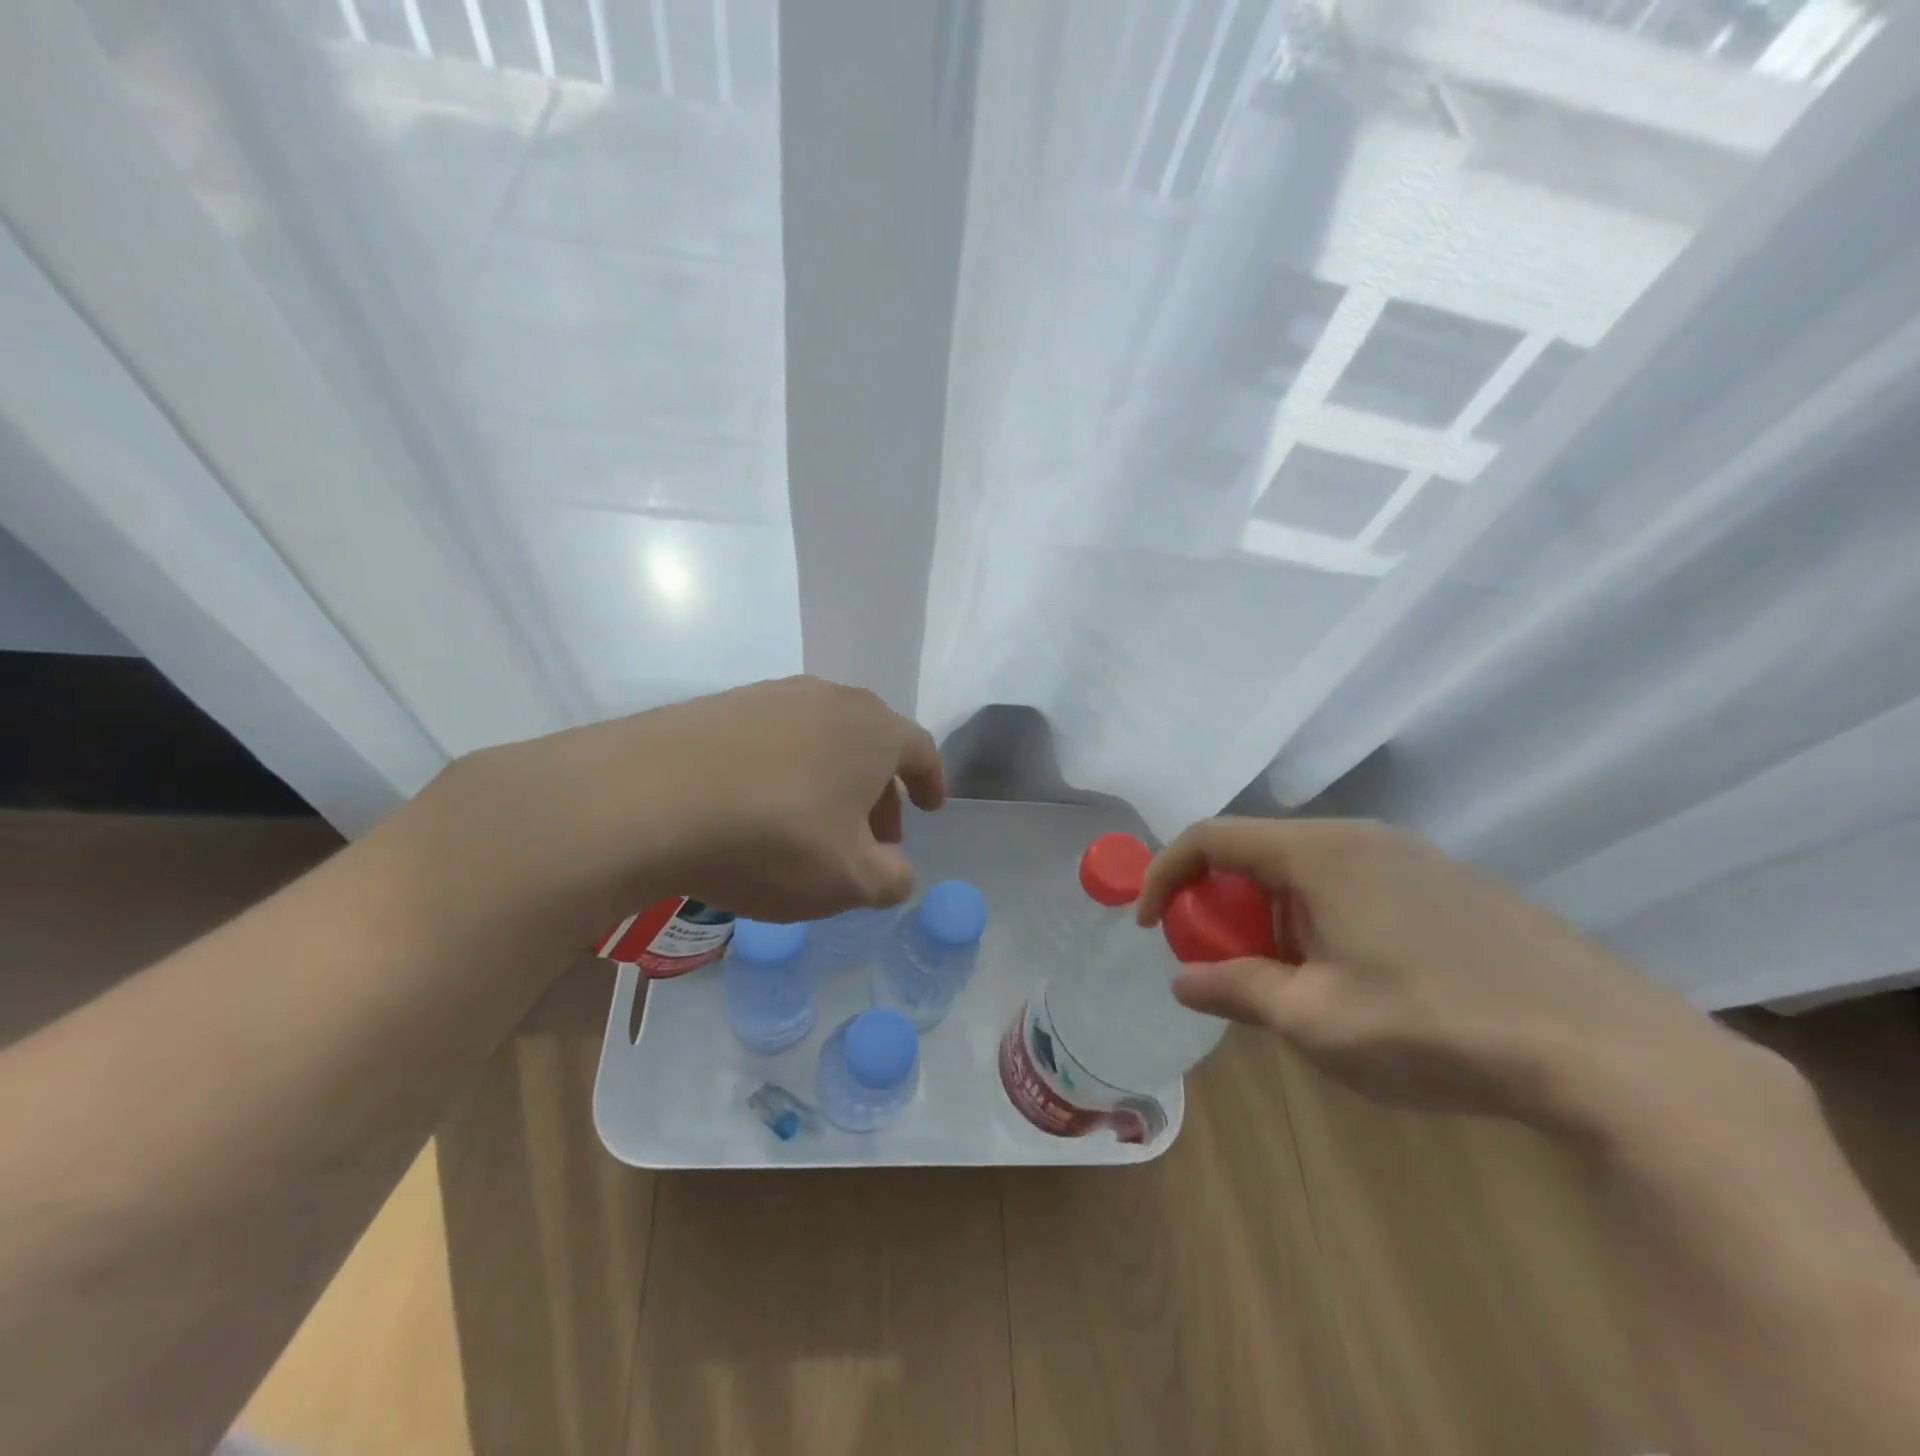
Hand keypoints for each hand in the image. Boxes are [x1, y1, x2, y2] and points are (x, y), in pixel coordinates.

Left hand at [425, 677, 945, 932]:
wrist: (647, 798)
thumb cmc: (773, 838)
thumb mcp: (848, 879)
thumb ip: (891, 880)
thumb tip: (897, 873)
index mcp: (873, 729)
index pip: (920, 750)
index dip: (931, 782)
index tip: (931, 808)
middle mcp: (829, 699)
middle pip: (871, 743)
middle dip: (879, 792)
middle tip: (872, 837)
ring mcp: (770, 695)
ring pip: (821, 740)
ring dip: (830, 782)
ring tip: (814, 827)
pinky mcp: (720, 706)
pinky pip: (773, 740)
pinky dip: (784, 772)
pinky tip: (759, 809)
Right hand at [1135, 818, 1768, 1129]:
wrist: (1614, 1054)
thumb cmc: (1437, 1027)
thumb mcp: (1316, 1021)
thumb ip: (1237, 990)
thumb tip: (1182, 980)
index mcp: (1320, 853)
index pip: (1210, 838)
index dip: (1164, 875)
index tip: (1148, 925)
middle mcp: (1363, 837)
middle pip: (1259, 854)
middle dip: (1224, 908)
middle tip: (1227, 968)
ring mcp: (1416, 857)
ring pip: (1310, 872)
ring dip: (1277, 919)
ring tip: (1299, 986)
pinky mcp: (1455, 886)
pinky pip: (1358, 886)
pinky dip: (1326, 921)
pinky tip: (1364, 982)